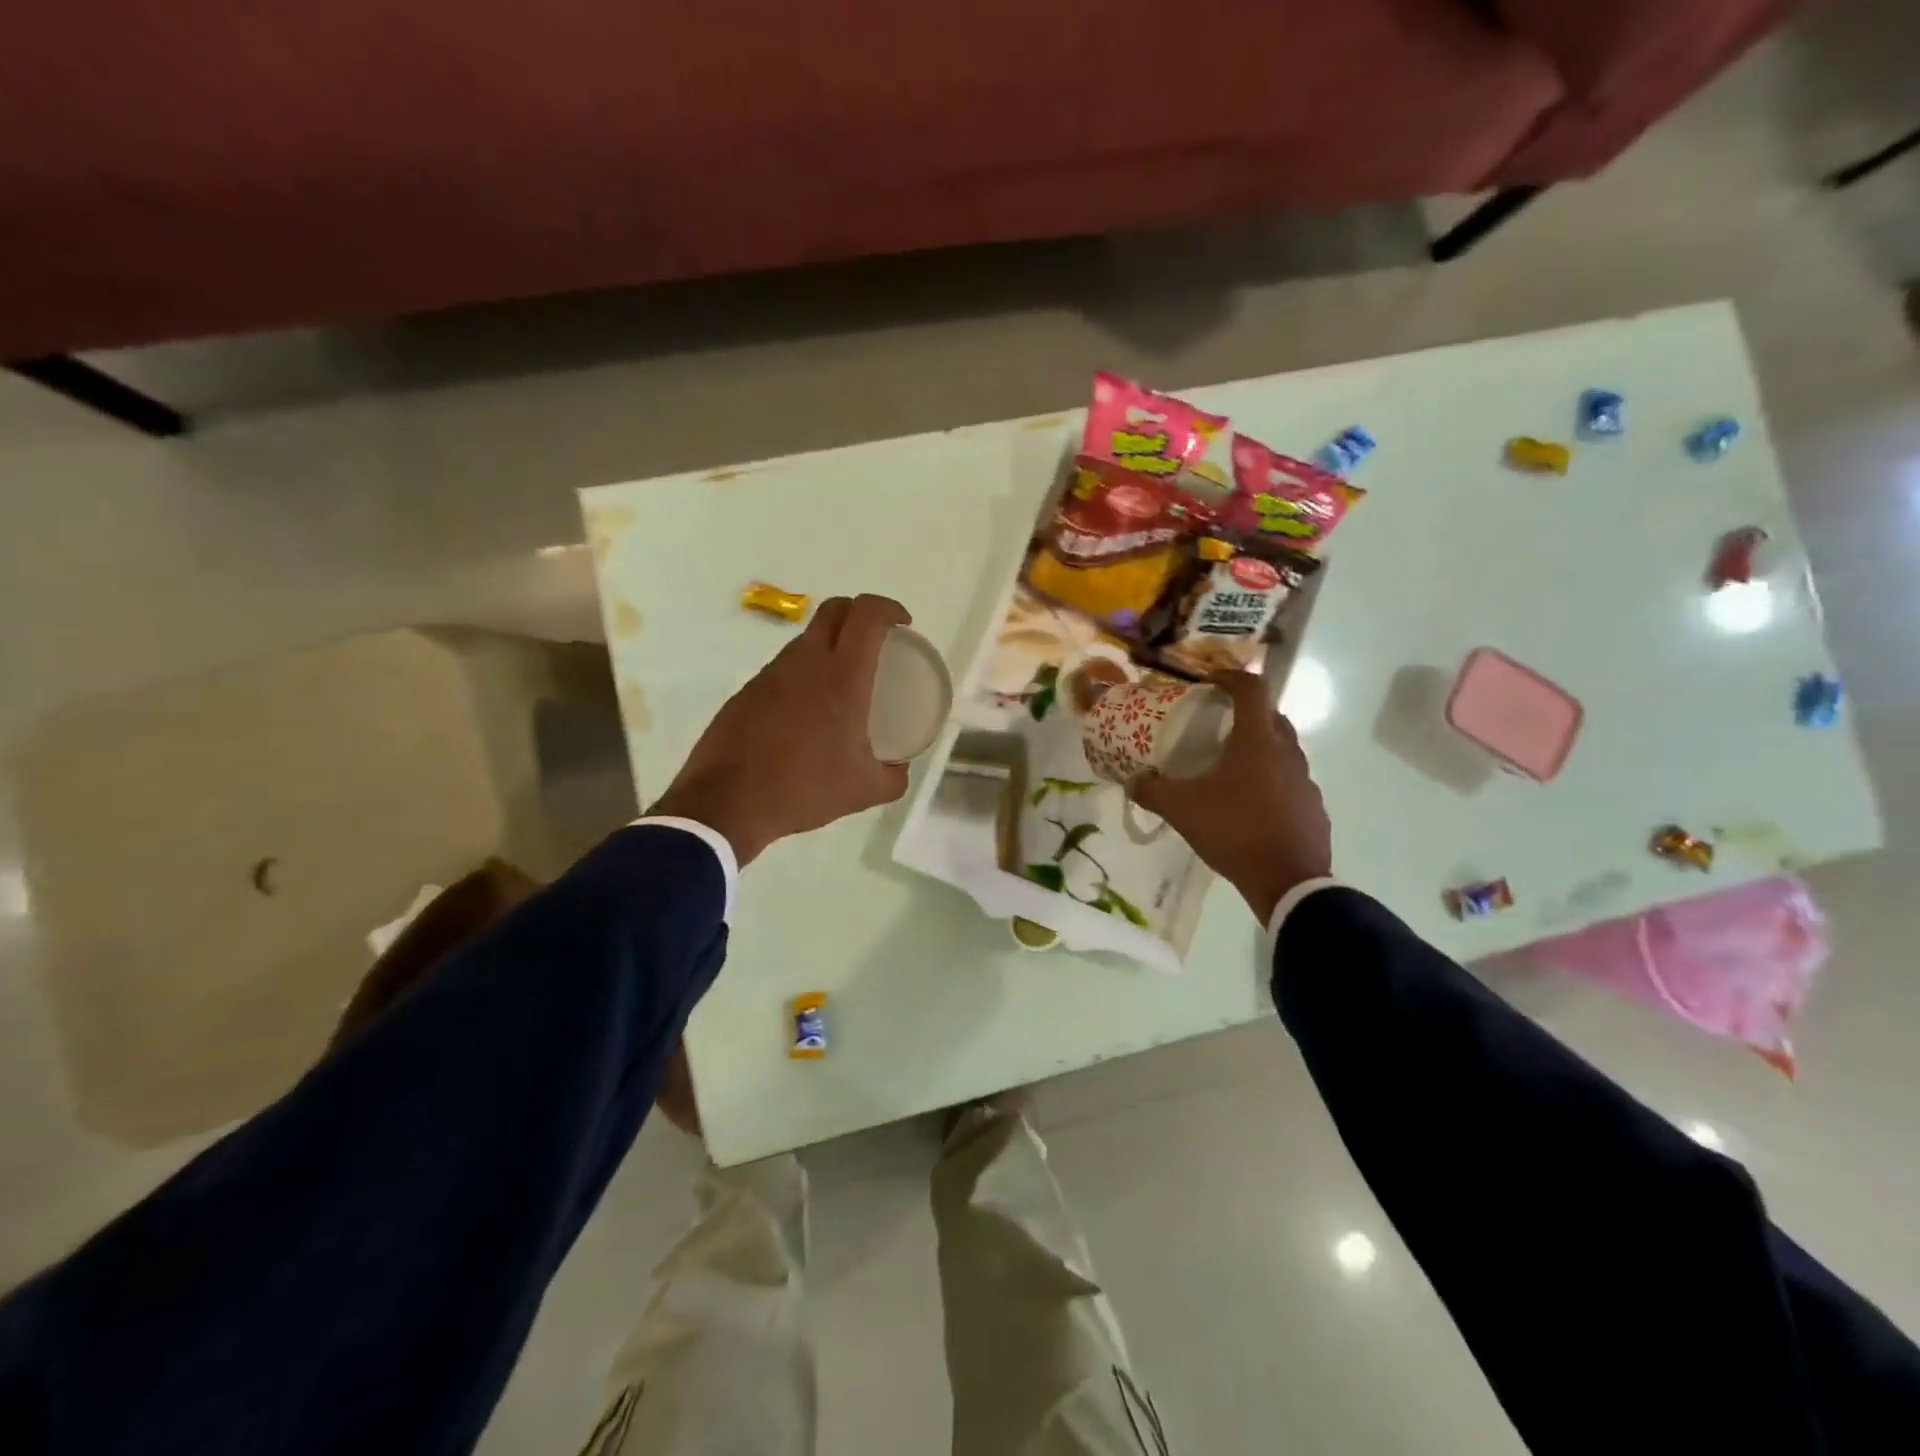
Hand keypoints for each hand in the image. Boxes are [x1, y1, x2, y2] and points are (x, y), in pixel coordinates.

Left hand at [648, 595, 912, 865]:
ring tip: (844, 682)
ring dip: (830, 645)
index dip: (889, 608)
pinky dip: (804, 674)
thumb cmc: (804, 789)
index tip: (903, 625)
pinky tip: (808, 713)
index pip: (867, 614)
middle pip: (835, 610)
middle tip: (877, 642)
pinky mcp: (748, 690)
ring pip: (806, 639)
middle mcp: (806, 662)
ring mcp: (771, 673)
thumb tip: (900, 768)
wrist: (726, 803)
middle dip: (860, 613)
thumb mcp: (863, 790)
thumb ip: (893, 777)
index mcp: (842, 677)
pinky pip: (784, 668)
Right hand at [1129, 671, 1331, 924]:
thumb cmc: (1234, 830)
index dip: (1230, 677)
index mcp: (1257, 741)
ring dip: (1259, 750)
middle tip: (1218, 727)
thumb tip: (1132, 781)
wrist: (1288, 882)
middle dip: (1245, 714)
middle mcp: (1287, 752)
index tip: (1210, 682)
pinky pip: (1290, 782)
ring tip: (1231, 770)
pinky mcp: (1313, 808)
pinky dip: (1271, 782)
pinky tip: (1251, 806)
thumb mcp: (1181, 809)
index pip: (1251, 689)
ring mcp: (1306, 781)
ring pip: (1283, 751)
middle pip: (1271, 717)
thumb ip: (1152, 791)